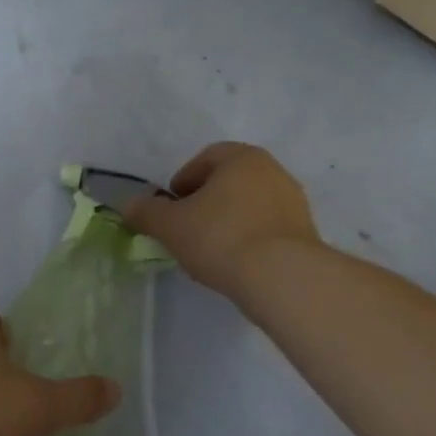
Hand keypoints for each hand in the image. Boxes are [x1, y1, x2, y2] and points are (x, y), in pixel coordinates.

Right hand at [125, 142, 319, 296]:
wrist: (283, 278)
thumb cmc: (221, 237)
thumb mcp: (170, 225)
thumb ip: (146, 212)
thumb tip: (129, 205)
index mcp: (242, 157)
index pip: (205, 158)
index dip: (183, 181)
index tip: (170, 207)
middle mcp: (273, 171)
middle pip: (229, 181)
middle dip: (206, 201)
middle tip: (187, 228)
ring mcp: (294, 202)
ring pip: (250, 205)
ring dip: (229, 221)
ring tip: (210, 250)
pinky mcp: (306, 233)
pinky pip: (268, 228)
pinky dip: (249, 239)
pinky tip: (236, 263)